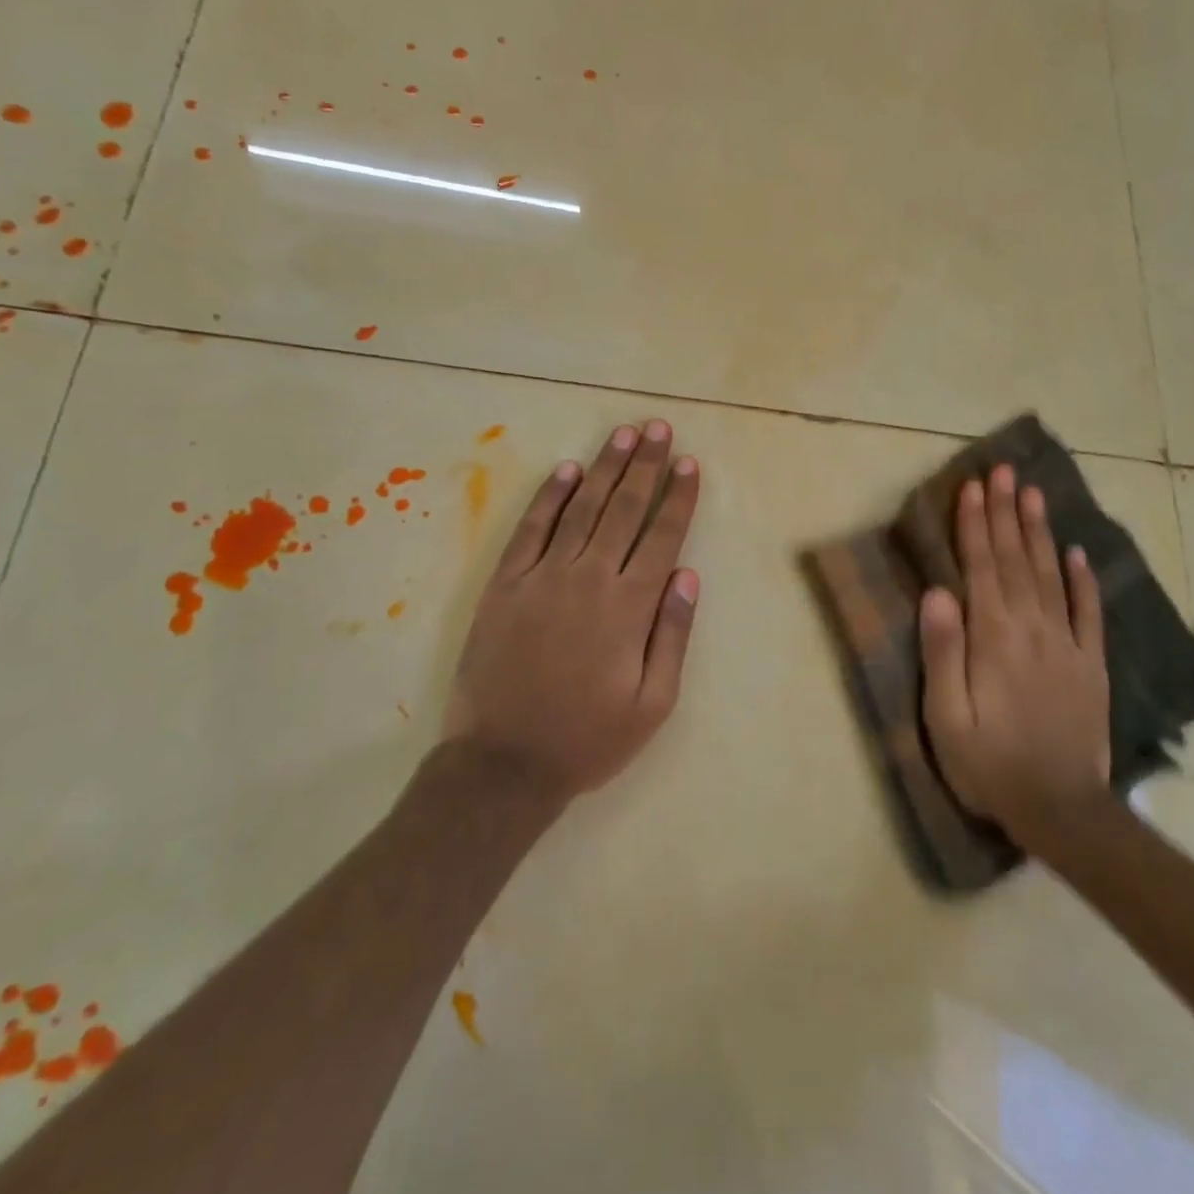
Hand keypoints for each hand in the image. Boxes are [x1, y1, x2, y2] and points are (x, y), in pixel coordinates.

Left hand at [442, 420, 700, 802]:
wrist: (503, 764)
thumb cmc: (588, 739)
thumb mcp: (653, 704)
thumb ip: (672, 635)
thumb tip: (688, 575)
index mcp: (629, 608)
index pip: (662, 537)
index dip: (678, 497)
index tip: (690, 464)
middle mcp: (589, 579)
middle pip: (623, 510)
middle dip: (646, 466)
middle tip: (660, 429)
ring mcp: (542, 577)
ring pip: (581, 508)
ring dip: (605, 468)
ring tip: (624, 435)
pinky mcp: (505, 585)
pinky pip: (530, 530)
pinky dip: (549, 497)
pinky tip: (567, 470)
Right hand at [918, 463, 1110, 836]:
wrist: (1061, 810)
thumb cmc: (989, 764)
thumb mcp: (946, 717)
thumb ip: (943, 652)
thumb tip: (938, 593)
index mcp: (994, 638)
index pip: (982, 568)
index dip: (975, 525)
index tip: (972, 486)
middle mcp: (1032, 629)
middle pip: (1016, 559)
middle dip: (1006, 512)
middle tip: (1003, 470)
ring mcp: (1067, 645)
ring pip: (1051, 574)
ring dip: (1039, 531)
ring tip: (1033, 492)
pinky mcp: (1091, 665)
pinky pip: (1087, 612)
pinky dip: (1082, 579)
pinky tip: (1077, 553)